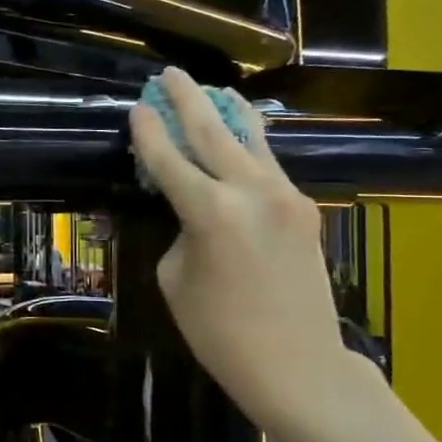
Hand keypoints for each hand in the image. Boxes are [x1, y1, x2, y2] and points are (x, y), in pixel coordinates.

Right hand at [128, 67, 374, 441]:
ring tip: (213, 89)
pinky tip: (240, 136)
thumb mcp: (175, 278)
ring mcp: (286, 198)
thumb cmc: (220, 332)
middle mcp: (252, 192)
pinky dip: (249, 146)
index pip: (169, 159)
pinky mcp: (304, 210)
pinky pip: (269, 166)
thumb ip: (181, 232)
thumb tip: (193, 211)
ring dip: (228, 114)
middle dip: (188, 100)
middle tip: (169, 75)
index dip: (148, 132)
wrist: (299, 366)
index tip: (136, 106)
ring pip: (252, 141)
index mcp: (210, 212)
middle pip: (214, 132)